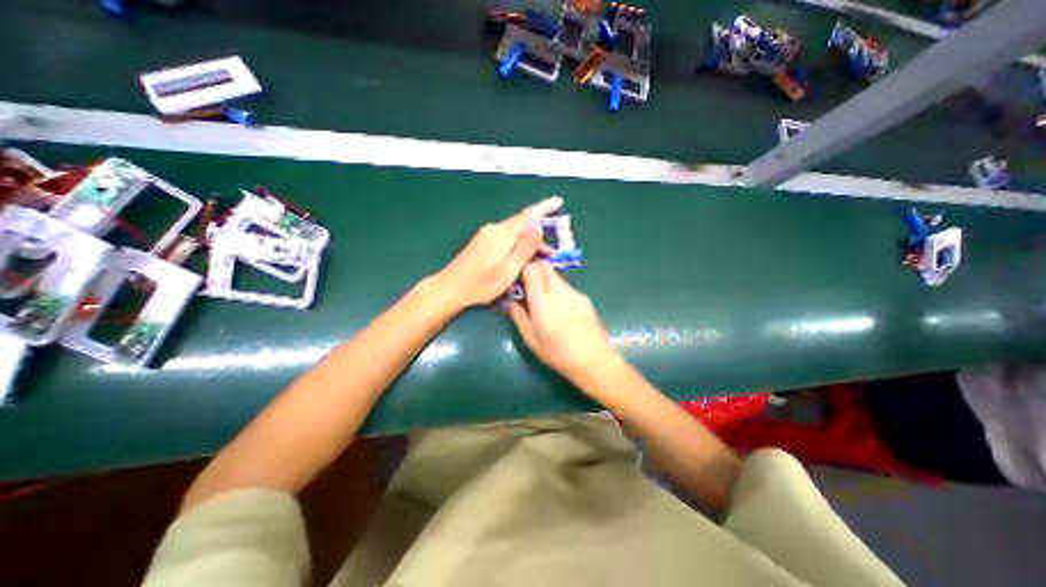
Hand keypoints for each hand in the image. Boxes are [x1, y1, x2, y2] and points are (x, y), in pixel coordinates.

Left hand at [435, 194, 563, 308]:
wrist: (450, 288)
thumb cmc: (480, 284)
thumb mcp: (508, 270)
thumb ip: (524, 248)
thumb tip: (538, 227)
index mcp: (502, 234)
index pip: (528, 216)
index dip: (545, 207)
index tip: (558, 200)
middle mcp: (494, 230)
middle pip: (522, 225)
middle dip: (539, 236)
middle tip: (552, 254)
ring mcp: (486, 235)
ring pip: (514, 233)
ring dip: (529, 243)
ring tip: (539, 259)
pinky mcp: (482, 242)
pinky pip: (506, 238)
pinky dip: (518, 245)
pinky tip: (520, 257)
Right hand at [504, 261, 613, 382]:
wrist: (594, 360)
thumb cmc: (558, 353)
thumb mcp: (531, 339)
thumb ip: (519, 316)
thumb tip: (511, 302)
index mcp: (542, 299)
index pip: (531, 268)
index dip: (522, 271)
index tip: (517, 284)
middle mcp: (559, 290)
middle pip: (545, 266)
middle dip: (535, 272)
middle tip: (529, 290)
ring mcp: (575, 293)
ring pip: (557, 277)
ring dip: (547, 283)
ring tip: (545, 305)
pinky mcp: (585, 298)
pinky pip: (567, 288)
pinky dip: (559, 292)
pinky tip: (561, 312)